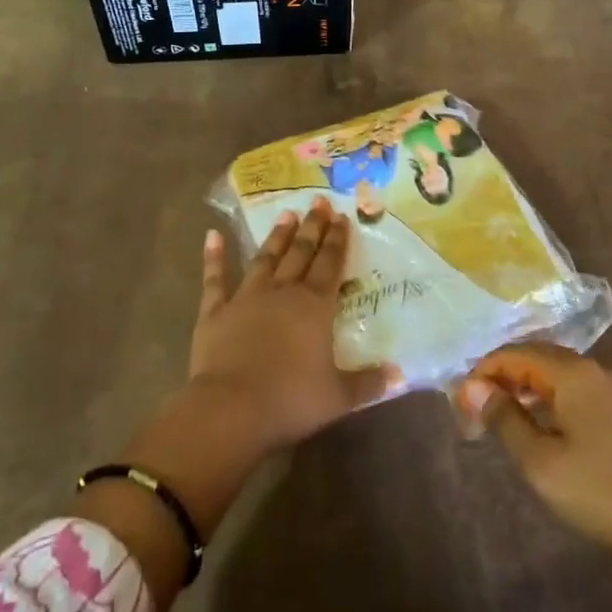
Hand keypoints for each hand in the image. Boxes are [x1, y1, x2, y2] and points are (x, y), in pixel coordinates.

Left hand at [191, 200, 395, 452]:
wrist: (232, 408)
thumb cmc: (291, 400)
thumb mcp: (338, 397)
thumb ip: (368, 383)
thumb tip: (399, 375)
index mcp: (314, 306)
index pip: (330, 265)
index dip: (337, 240)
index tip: (342, 217)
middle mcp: (283, 292)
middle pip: (301, 253)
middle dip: (312, 227)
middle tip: (318, 202)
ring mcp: (246, 298)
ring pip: (265, 258)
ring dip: (276, 236)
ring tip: (286, 213)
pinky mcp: (215, 311)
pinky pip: (214, 278)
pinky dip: (213, 256)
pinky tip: (212, 235)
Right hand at [458, 343, 611, 577]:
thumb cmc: (602, 493)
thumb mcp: (541, 462)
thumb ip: (506, 419)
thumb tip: (476, 388)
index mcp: (574, 373)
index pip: (517, 354)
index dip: (485, 371)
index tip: (461, 400)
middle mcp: (597, 370)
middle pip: (540, 357)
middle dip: (505, 375)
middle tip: (478, 405)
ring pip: (561, 375)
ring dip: (529, 387)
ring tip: (504, 414)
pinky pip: (580, 391)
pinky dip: (553, 399)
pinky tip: (545, 426)